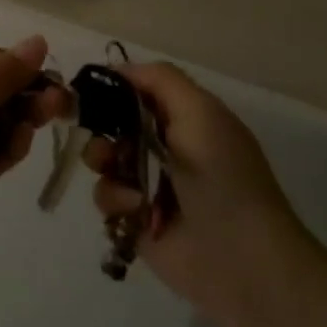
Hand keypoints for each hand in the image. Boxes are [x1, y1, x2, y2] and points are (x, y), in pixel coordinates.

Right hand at [91, 62, 301, 317]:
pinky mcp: (136, 218)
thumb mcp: (200, 112)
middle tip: (98, 134)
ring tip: (116, 172)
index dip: (113, 86)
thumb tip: (118, 69)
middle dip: (100, 125)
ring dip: (104, 162)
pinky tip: (135, 208)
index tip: (86, 87)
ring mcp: (149, 183)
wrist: (240, 257)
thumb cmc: (222, 176)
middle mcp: (166, 147)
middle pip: (113, 123)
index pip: (139, 90)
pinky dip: (115, 199)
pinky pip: (106, 197)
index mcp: (186, 118)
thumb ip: (160, 80)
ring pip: (104, 159)